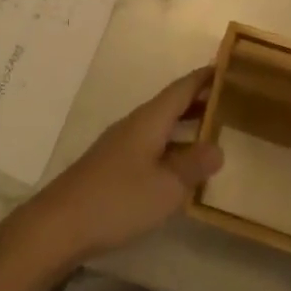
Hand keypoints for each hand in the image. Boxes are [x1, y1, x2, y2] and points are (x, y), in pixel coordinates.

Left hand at [4, 68, 222, 270]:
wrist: (60, 224)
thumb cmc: (118, 200)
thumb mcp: (166, 186)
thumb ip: (193, 165)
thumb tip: (218, 147)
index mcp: (148, 120)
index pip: (181, 89)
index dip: (204, 78)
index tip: (228, 66)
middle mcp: (134, 125)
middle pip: (170, 104)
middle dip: (198, 99)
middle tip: (231, 99)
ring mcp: (120, 145)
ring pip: (160, 125)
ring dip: (185, 123)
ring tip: (213, 129)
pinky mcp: (113, 166)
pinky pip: (151, 144)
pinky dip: (171, 145)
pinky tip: (180, 164)